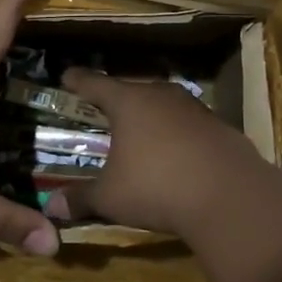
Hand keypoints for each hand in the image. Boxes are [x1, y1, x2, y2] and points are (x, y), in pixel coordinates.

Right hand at [42, 68, 281, 241]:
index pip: (95, 84)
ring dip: (150, 117)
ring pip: (164, 106)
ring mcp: (195, 109)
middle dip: (116, 100)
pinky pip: (189, 125)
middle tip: (103, 109)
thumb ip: (80, 198)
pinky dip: (177, 135)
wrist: (231, 198)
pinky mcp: (220, 128)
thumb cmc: (157, 188)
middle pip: (132, 91)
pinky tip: (176, 155)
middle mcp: (161, 96)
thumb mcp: (111, 198)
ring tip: (140, 132)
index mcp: (128, 102)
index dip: (78, 81)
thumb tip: (50, 206)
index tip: (66, 75)